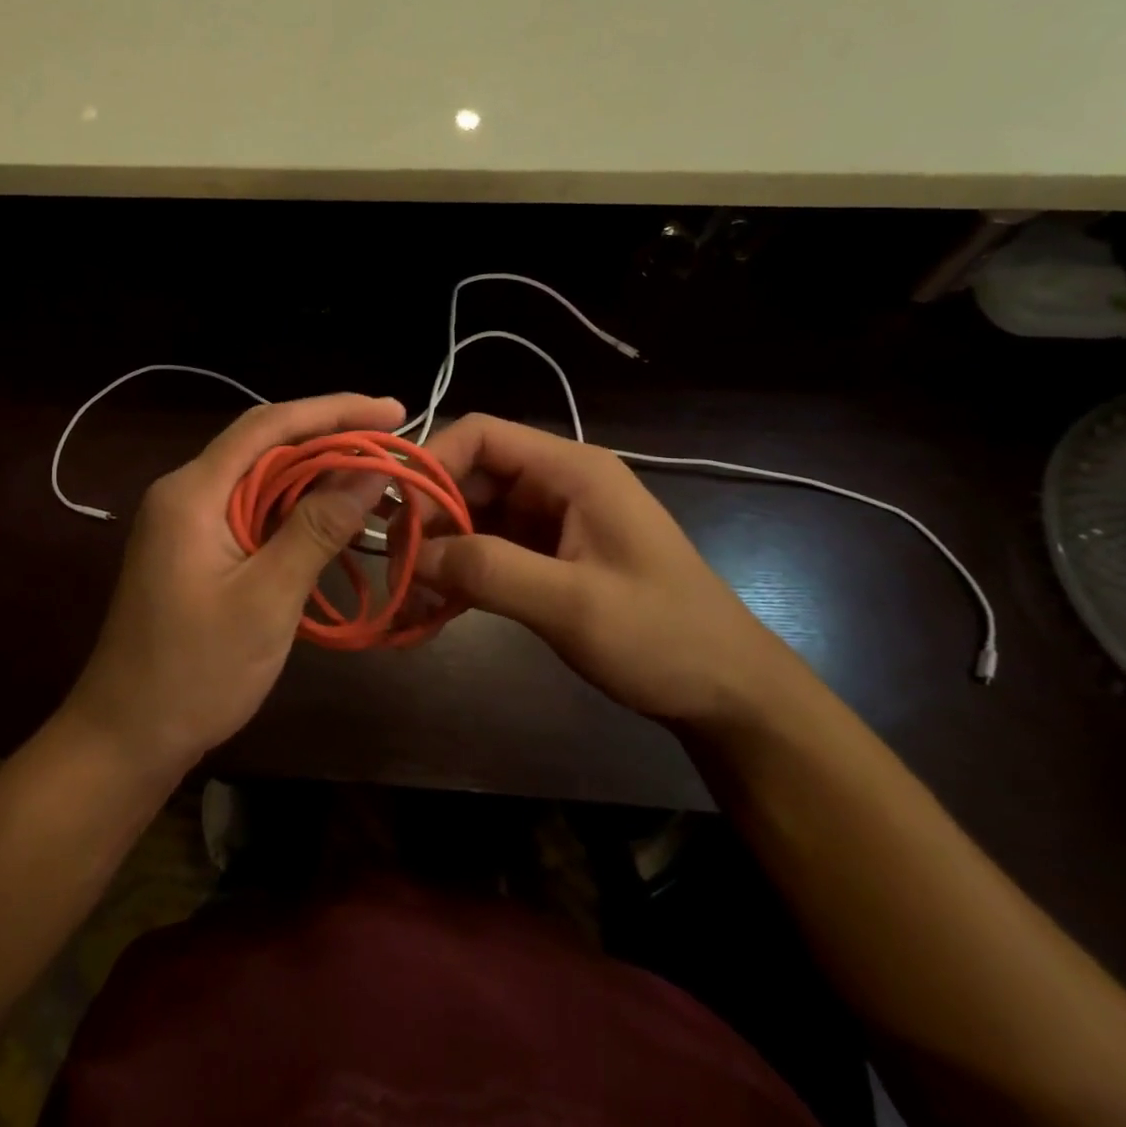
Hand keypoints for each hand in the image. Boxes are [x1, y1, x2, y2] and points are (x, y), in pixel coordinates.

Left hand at [65, 393, 406, 777]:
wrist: (126, 737)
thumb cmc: (196, 672)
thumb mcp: (267, 598)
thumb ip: (318, 527)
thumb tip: (371, 469)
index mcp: (193, 492)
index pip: (269, 426)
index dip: (334, 410)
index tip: (393, 411)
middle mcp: (186, 491)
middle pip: (265, 444)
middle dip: (330, 437)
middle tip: (393, 442)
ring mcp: (187, 520)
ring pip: (260, 476)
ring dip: (315, 472)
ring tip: (375, 473)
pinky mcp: (195, 546)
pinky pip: (252, 508)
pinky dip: (295, 506)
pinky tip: (330, 514)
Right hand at [412, 414, 795, 725]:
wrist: (727, 691)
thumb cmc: (663, 637)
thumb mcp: (574, 605)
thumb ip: (490, 570)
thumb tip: (413, 554)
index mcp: (571, 470)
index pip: (482, 435)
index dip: (432, 465)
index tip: (400, 518)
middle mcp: (557, 484)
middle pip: (471, 475)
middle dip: (429, 516)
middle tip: (398, 568)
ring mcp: (552, 521)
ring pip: (474, 516)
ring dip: (440, 550)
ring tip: (408, 596)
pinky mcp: (548, 556)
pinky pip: (489, 551)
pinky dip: (461, 574)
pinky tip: (435, 610)